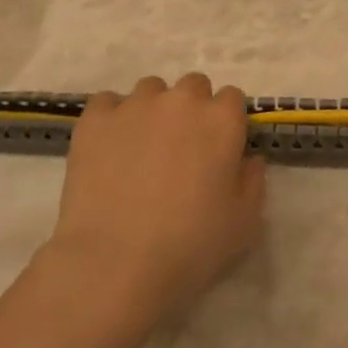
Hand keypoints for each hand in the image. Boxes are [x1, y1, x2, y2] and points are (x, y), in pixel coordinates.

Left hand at [46, 73, 265, 318]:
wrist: (116, 261)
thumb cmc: (190, 245)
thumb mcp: (244, 222)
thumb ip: (252, 181)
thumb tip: (247, 160)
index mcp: (222, 120)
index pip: (232, 98)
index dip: (226, 123)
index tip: (219, 150)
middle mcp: (181, 101)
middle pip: (193, 86)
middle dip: (192, 109)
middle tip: (182, 149)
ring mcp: (134, 105)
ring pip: (150, 90)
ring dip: (153, 110)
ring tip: (142, 148)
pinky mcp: (95, 119)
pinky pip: (108, 102)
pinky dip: (113, 118)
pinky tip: (110, 148)